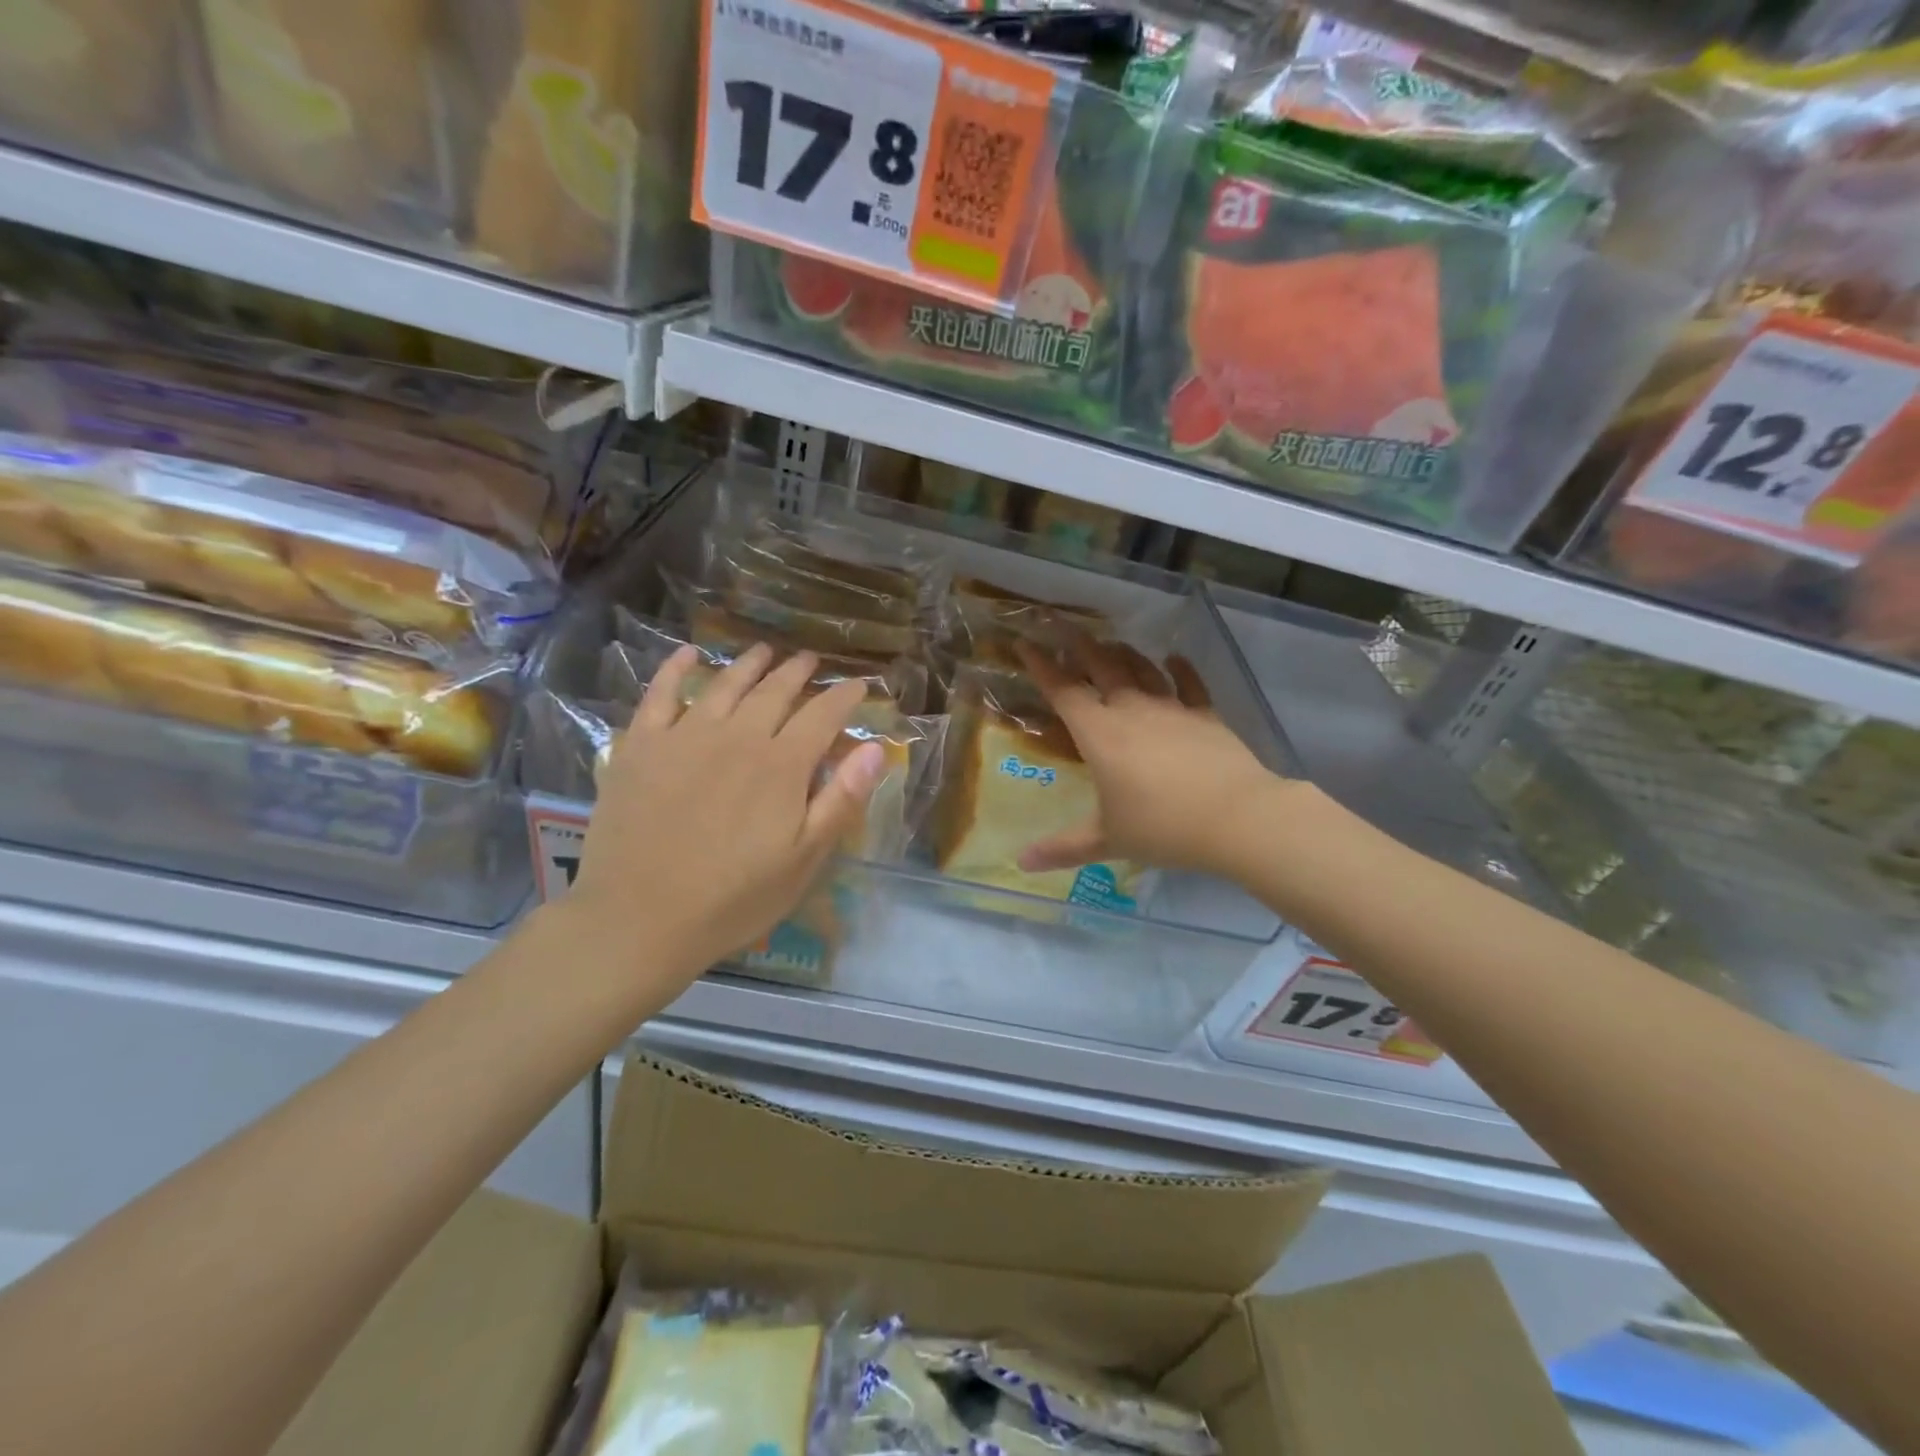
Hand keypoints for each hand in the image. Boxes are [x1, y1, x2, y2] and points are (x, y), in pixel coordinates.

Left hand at [563, 643, 885, 1003]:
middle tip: (811, 661)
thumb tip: (876, 750)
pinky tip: (690, 654)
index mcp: (782, 765)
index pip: (823, 715)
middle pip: (775, 691)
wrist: (637, 919)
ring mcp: (684, 736)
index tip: (859, 685)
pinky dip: (677, 669)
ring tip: (766, 651)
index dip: (845, 696)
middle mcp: (737, 737)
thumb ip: (841, 800)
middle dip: (799, 672)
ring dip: (750, 664)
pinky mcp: (641, 746)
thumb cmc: (733, 899)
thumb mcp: (804, 860)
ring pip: (725, 684)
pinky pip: (660, 693)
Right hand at [1014, 634, 1281, 878]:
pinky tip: (1174, 659)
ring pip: (1141, 670)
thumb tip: (1021, 863)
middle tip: (1062, 625)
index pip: (1063, 691)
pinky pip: (1189, 685)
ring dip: (1123, 653)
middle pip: (1101, 667)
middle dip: (1078, 645)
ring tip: (1110, 642)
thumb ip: (1063, 848)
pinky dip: (1180, 669)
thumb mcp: (1107, 839)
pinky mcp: (1206, 715)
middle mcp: (1131, 711)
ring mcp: (1171, 709)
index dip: (1040, 666)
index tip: (1024, 642)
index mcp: (1100, 735)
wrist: (1237, 818)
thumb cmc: (1162, 827)